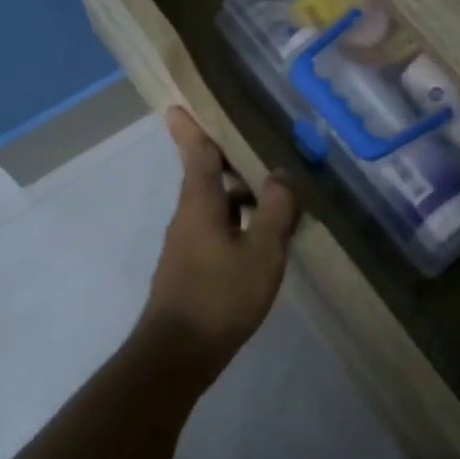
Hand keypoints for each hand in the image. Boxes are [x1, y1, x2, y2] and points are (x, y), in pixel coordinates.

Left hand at [135, 107, 300, 373]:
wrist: (178, 354)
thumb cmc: (220, 296)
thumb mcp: (261, 251)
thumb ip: (275, 210)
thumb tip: (281, 174)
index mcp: (200, 203)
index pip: (196, 153)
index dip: (190, 128)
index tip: (178, 104)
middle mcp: (188, 216)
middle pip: (206, 176)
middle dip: (229, 159)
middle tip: (260, 145)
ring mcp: (187, 244)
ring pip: (215, 205)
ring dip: (240, 194)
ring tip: (276, 193)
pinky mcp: (192, 267)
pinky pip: (217, 229)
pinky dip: (239, 221)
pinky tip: (264, 237)